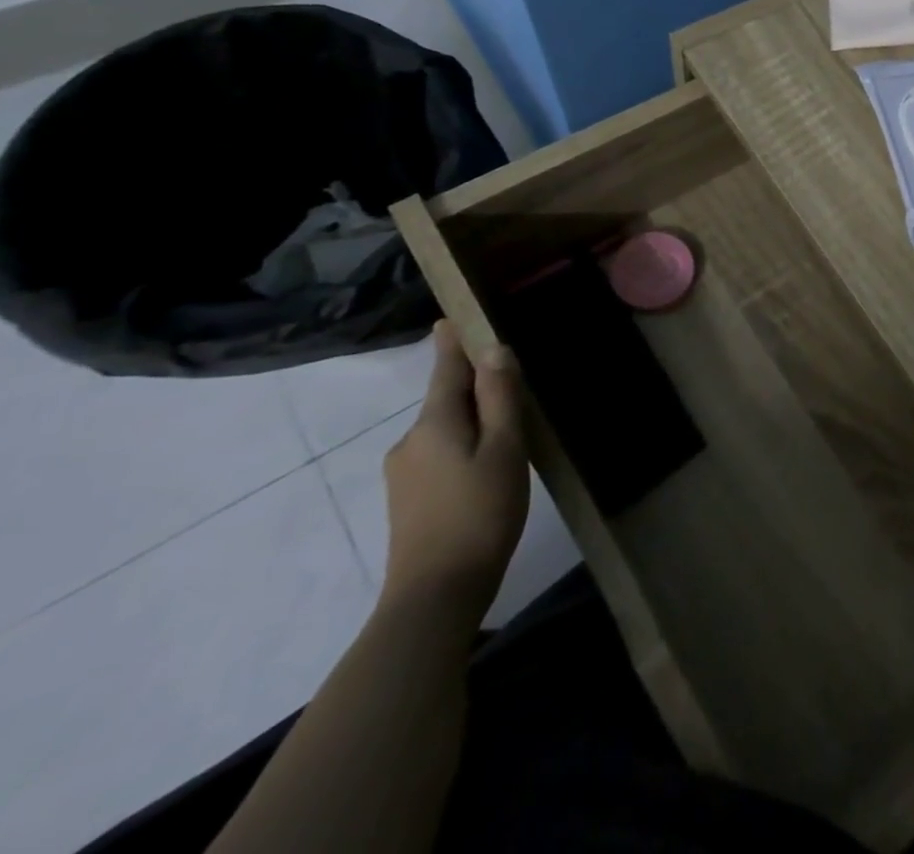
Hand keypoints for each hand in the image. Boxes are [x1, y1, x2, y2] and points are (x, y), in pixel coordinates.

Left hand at [380, 322, 528, 626]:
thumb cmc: (479, 513)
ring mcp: (404, 473)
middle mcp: (410, 441)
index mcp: (434, 423)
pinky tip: (486, 463)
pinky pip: (440, 452)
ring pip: (445, 429)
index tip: (450, 318)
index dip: (452, 343)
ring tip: (508, 425)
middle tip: (509, 376)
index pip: (445, 370)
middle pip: (446, 399)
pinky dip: (464, 443)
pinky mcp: (408, 499)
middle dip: (472, 385)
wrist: (435, 595)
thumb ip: (500, 398)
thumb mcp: (504, 449)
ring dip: (472, 419)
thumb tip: (495, 350)